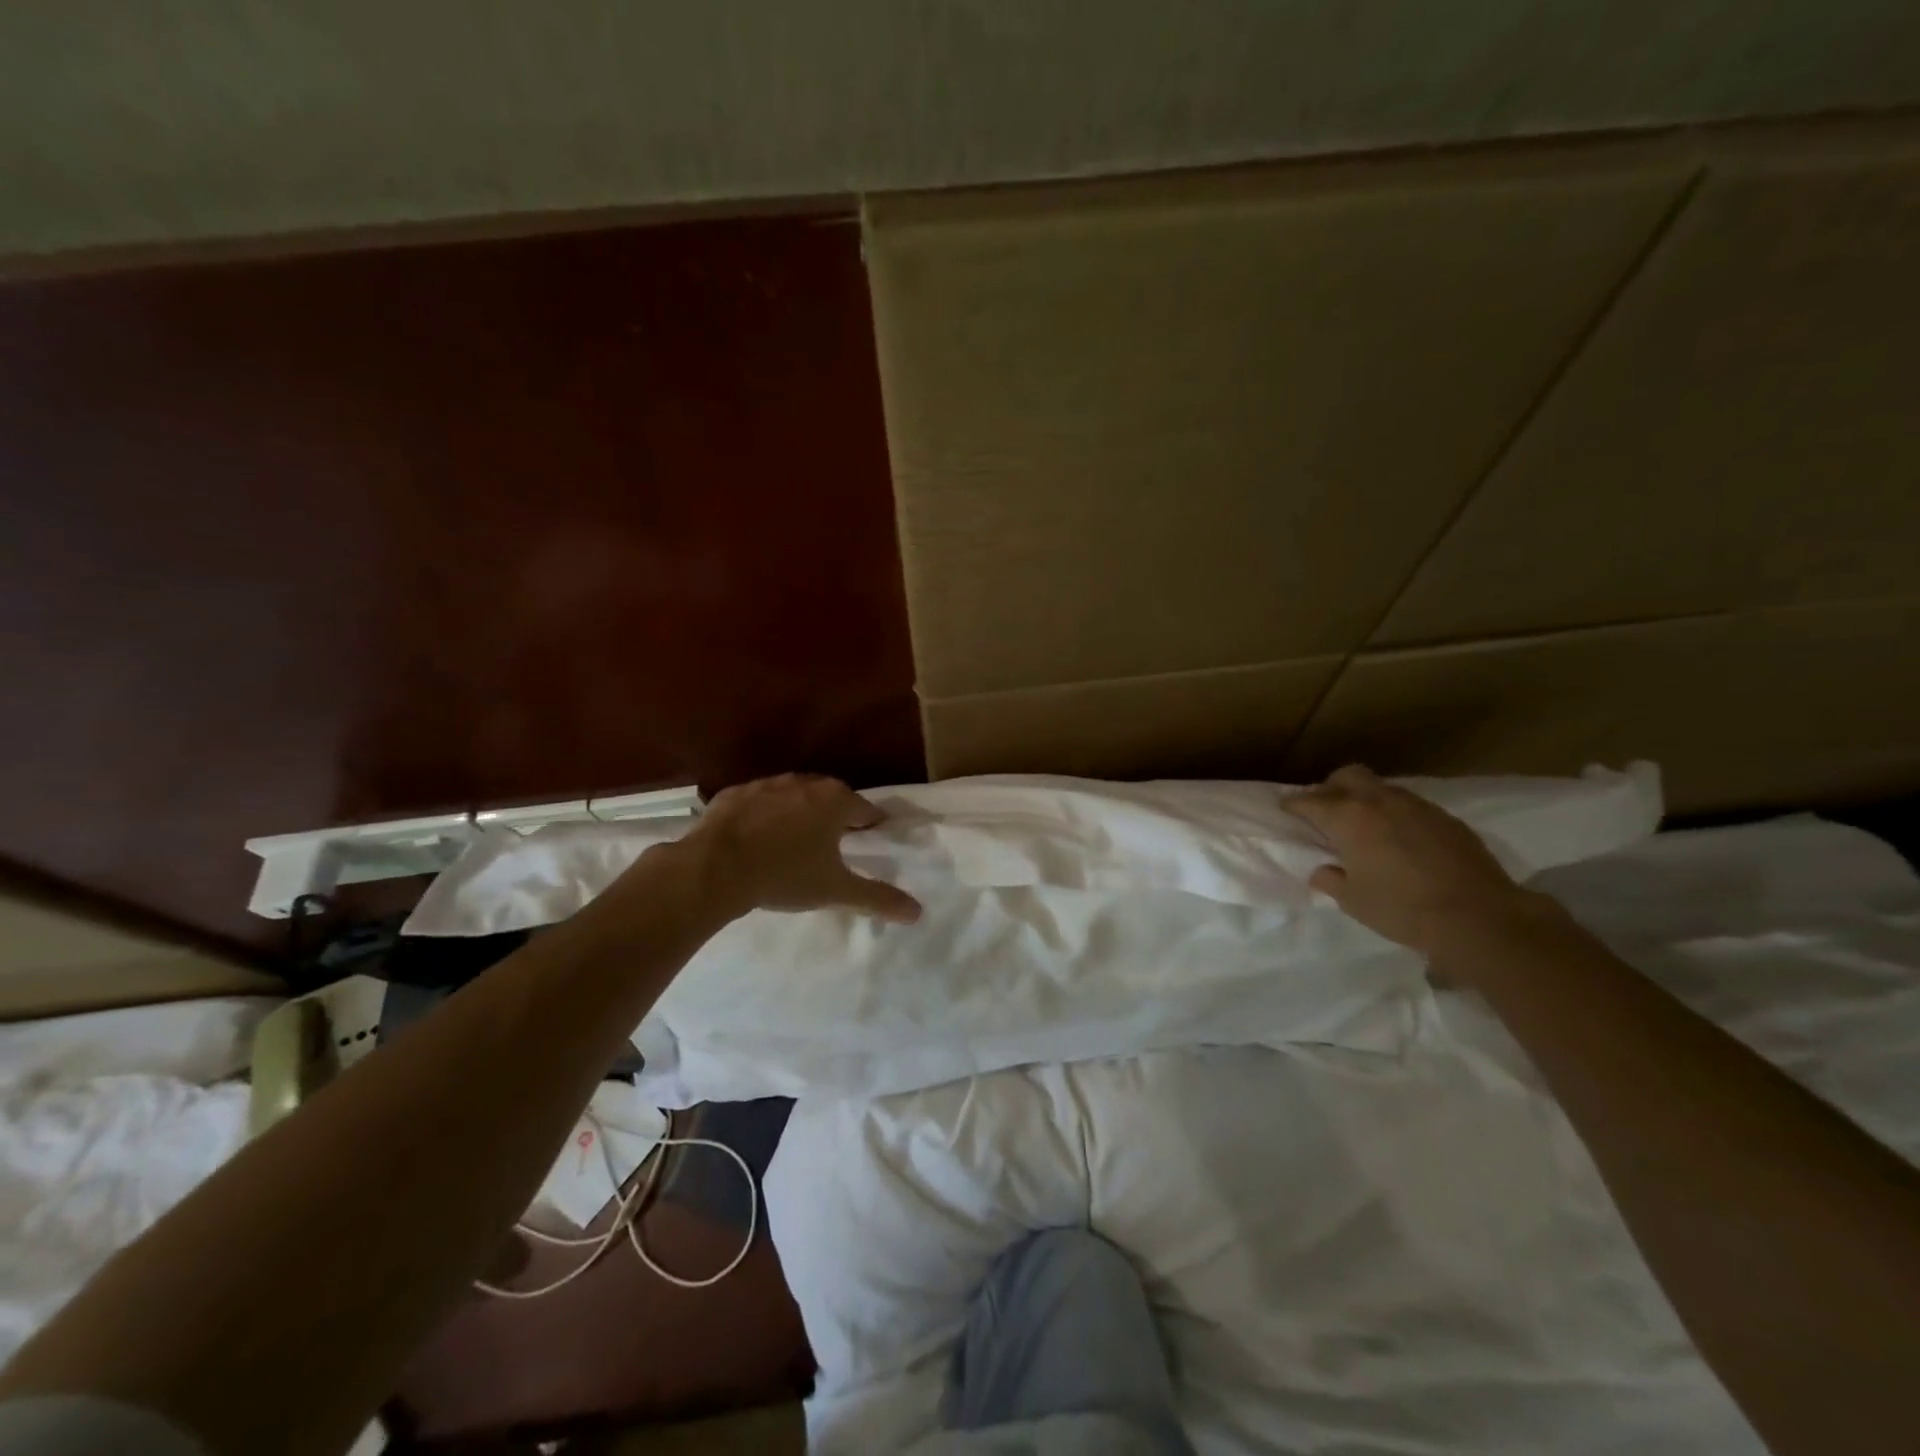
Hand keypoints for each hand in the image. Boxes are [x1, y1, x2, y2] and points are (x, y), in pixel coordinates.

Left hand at [677, 773, 922, 923]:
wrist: (716, 867)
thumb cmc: (786, 875)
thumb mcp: (836, 890)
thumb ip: (877, 898)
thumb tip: (918, 912)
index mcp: (835, 801)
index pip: (865, 809)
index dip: (870, 825)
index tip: (870, 839)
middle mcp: (805, 783)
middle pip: (830, 798)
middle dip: (834, 817)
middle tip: (833, 844)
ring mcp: (767, 784)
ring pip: (793, 796)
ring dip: (798, 814)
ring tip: (794, 842)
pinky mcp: (734, 794)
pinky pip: (757, 803)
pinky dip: (762, 816)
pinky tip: (756, 839)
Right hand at [1285, 765, 1552, 955]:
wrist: (1480, 917)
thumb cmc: (1403, 910)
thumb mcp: (1354, 901)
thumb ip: (1332, 880)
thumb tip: (1323, 870)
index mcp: (1348, 819)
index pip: (1310, 801)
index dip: (1294, 804)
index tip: (1286, 808)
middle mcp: (1379, 802)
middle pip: (1348, 776)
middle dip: (1331, 787)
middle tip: (1326, 809)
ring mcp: (1417, 806)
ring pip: (1381, 787)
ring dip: (1366, 798)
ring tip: (1364, 823)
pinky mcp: (1446, 818)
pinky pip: (1410, 805)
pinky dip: (1396, 813)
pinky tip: (1401, 838)